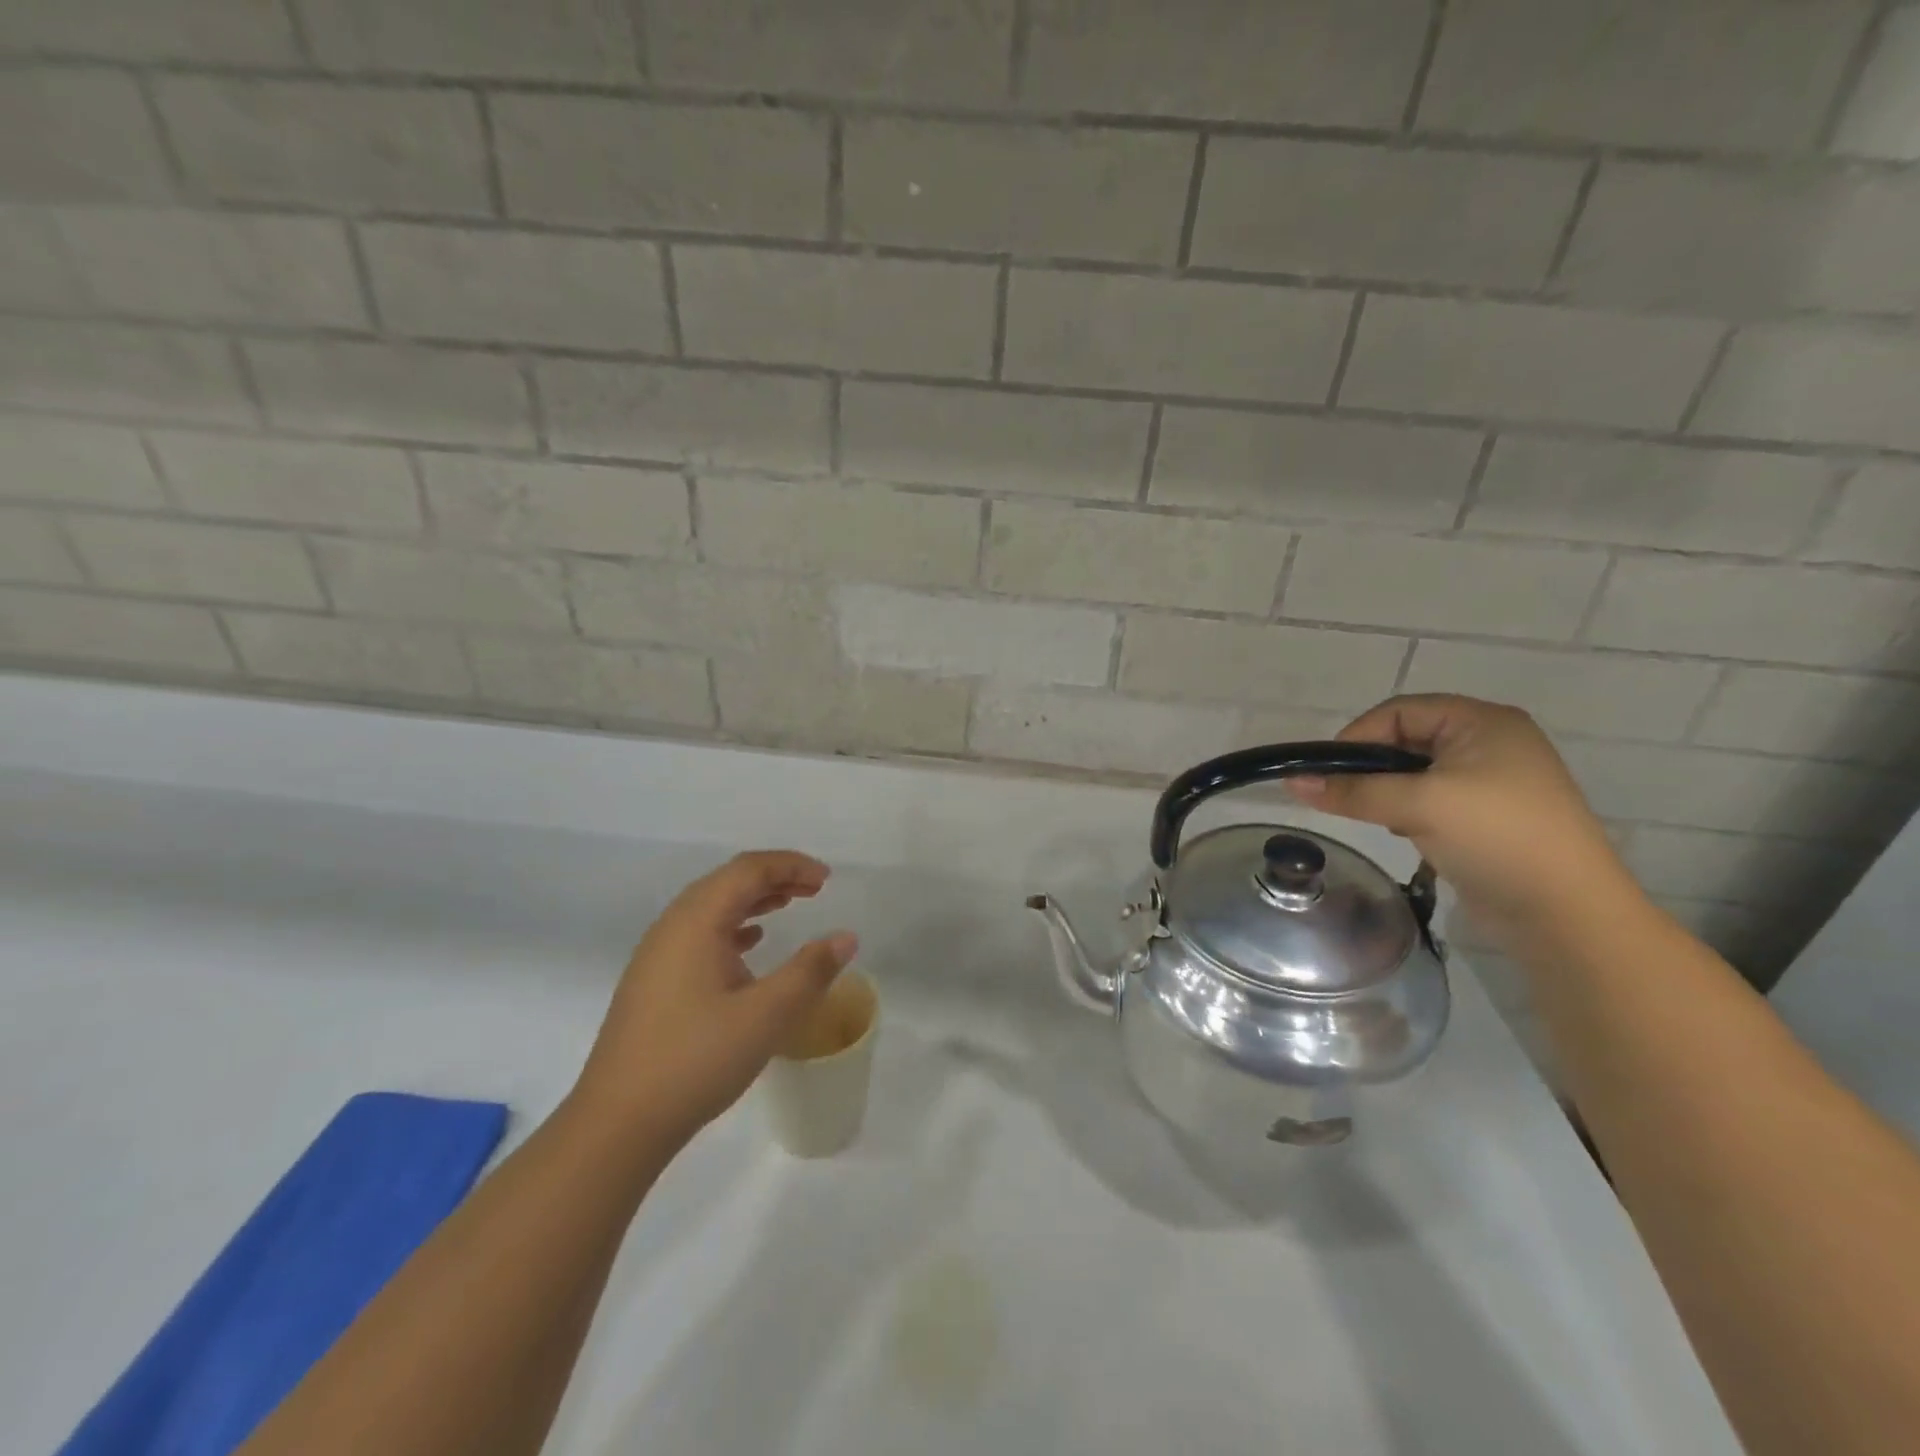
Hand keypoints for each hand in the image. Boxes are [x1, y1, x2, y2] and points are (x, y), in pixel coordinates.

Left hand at [571, 851, 857, 1144]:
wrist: (617, 1123)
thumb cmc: (696, 1059)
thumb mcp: (767, 1015)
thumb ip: (811, 971)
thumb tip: (846, 937)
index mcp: (696, 921)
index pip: (748, 870)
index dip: (791, 866)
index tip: (827, 880)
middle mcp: (672, 927)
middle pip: (728, 881)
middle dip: (774, 878)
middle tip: (814, 890)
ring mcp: (657, 955)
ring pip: (712, 907)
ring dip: (753, 900)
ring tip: (788, 906)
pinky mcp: (653, 982)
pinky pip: (699, 934)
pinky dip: (732, 927)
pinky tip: (750, 945)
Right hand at [1288, 695, 1641, 946]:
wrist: (1567, 912)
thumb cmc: (1496, 837)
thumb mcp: (1418, 805)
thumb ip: (1353, 791)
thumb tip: (1292, 782)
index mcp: (1484, 722)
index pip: (1400, 711)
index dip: (1358, 736)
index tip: (1327, 772)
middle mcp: (1491, 743)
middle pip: (1407, 740)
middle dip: (1373, 768)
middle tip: (1347, 796)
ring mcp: (1494, 782)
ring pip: (1417, 773)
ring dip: (1390, 793)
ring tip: (1380, 818)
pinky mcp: (1491, 817)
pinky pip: (1433, 800)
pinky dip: (1410, 812)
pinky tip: (1408, 834)